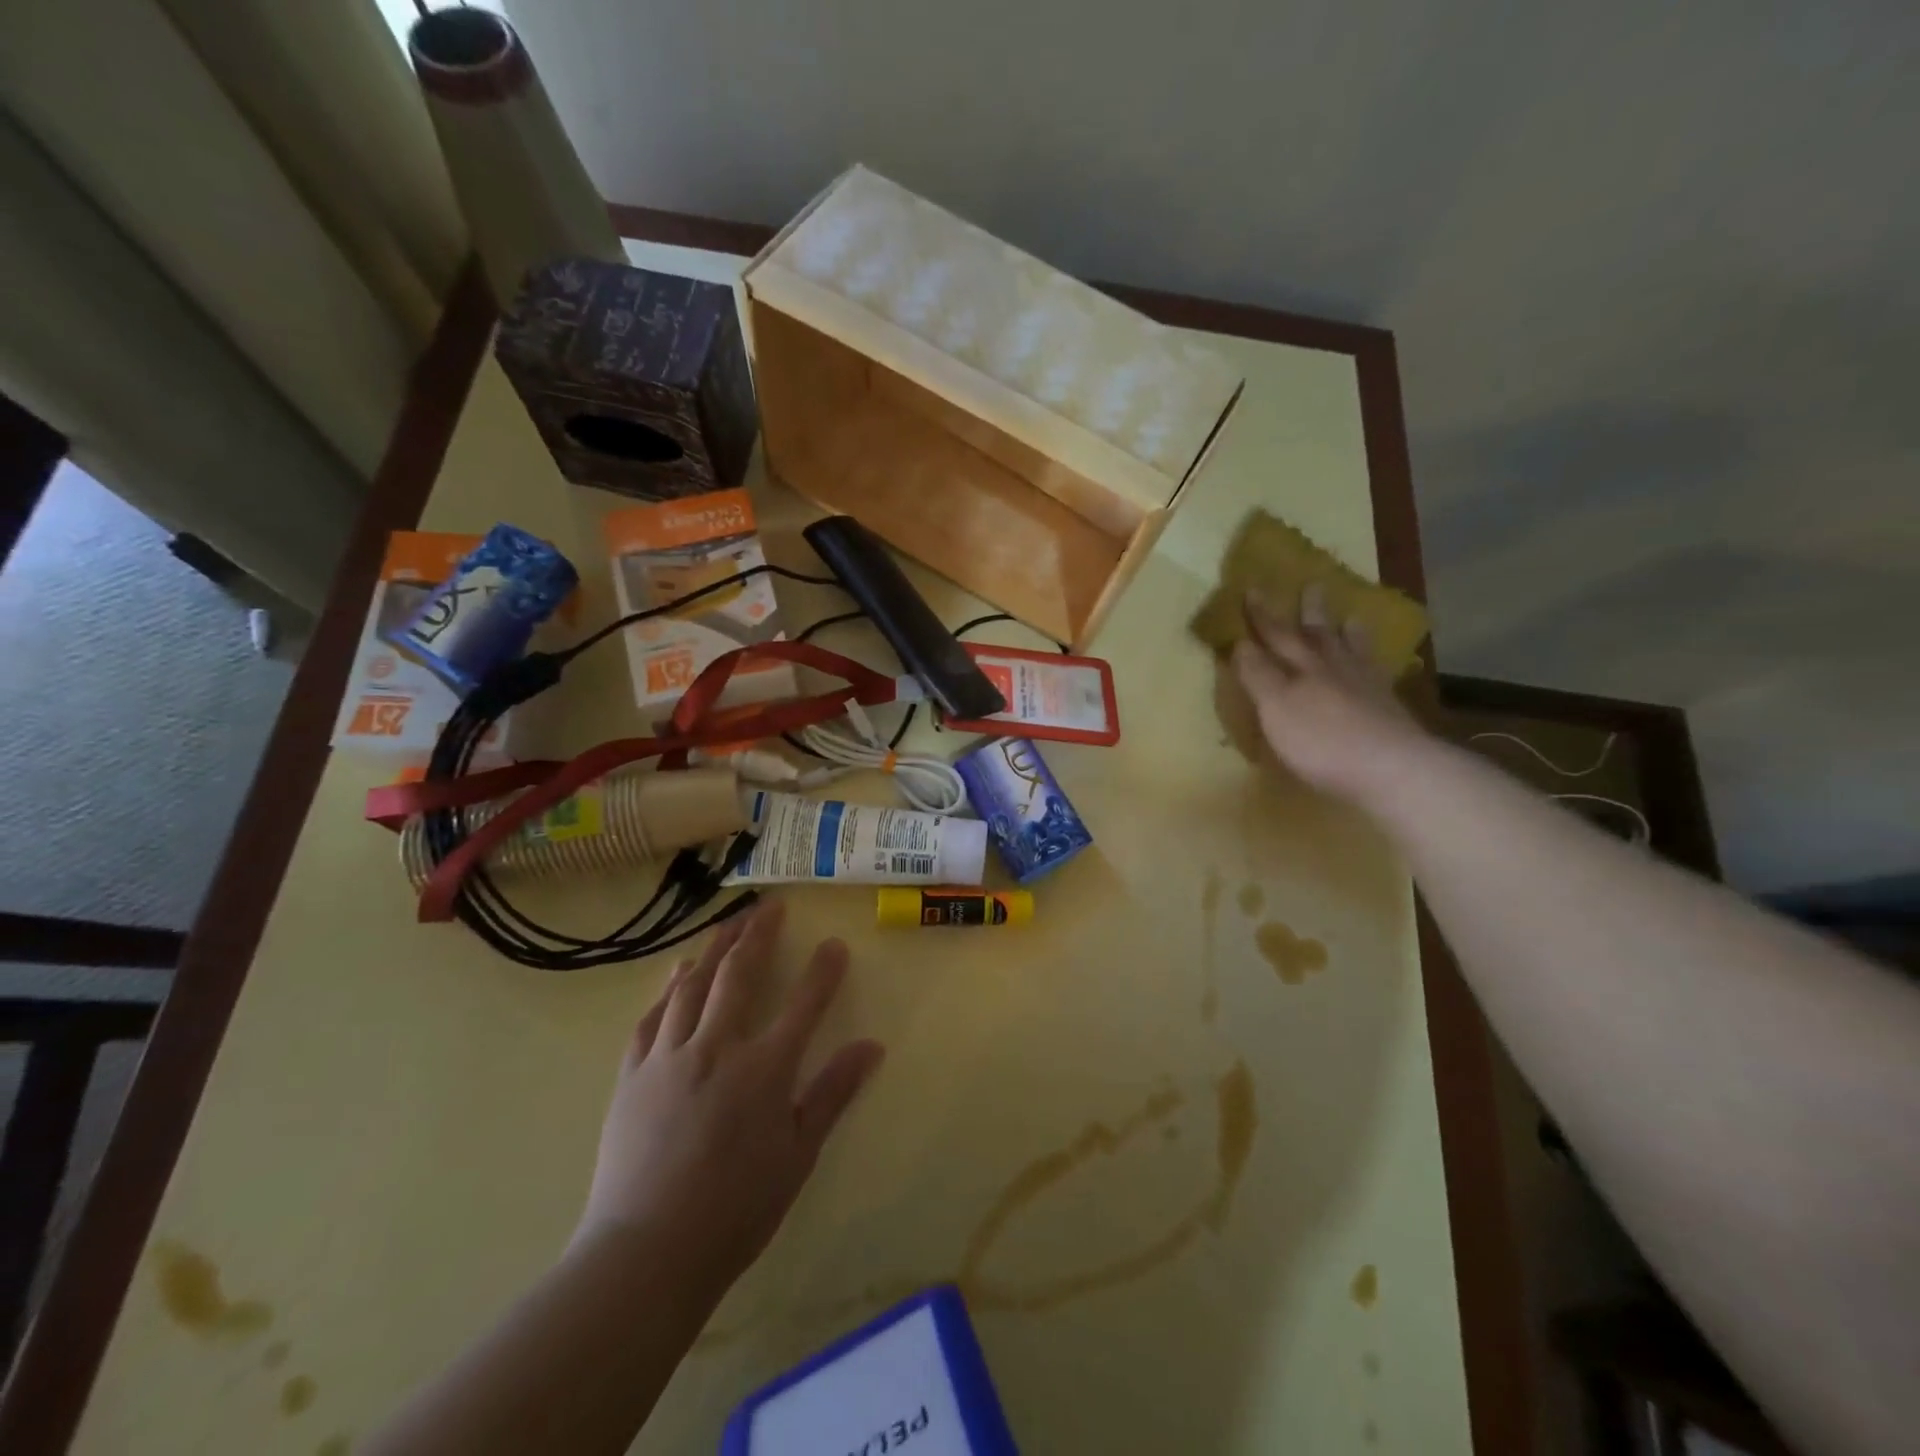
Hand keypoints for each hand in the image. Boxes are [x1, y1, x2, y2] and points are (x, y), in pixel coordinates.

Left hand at [575, 901, 884, 1304]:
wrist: (646, 1251)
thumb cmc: (735, 1209)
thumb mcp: (798, 1154)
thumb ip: (832, 1093)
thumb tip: (871, 1046)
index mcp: (763, 1069)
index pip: (803, 1004)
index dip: (823, 971)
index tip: (835, 944)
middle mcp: (716, 1048)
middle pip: (739, 974)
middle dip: (758, 934)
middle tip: (770, 905)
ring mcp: (668, 1057)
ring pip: (692, 985)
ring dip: (714, 949)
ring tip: (728, 924)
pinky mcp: (632, 1074)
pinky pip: (651, 1017)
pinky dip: (668, 990)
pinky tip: (676, 975)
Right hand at [1230, 584, 1429, 807]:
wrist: (1391, 767)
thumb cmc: (1321, 741)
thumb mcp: (1275, 708)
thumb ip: (1258, 675)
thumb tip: (1241, 642)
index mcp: (1301, 669)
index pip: (1276, 636)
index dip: (1262, 616)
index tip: (1252, 589)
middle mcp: (1333, 669)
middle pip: (1318, 635)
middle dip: (1309, 613)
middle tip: (1313, 584)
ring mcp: (1365, 687)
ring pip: (1352, 651)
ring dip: (1347, 634)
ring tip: (1351, 619)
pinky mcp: (1388, 709)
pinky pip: (1377, 675)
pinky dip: (1372, 664)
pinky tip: (1375, 667)